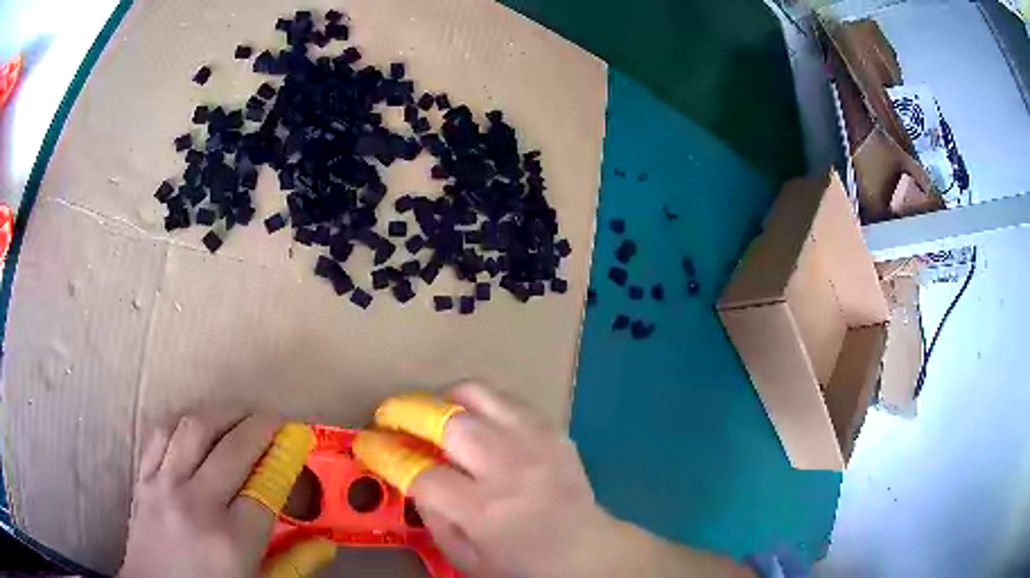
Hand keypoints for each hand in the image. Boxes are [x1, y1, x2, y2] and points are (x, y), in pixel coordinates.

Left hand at [119, 410, 282, 577]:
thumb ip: (292, 564)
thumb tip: (325, 545)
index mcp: (231, 541)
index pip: (266, 488)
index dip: (284, 461)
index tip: (296, 443)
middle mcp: (196, 505)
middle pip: (233, 448)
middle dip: (260, 425)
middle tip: (275, 419)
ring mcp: (164, 486)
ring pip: (193, 428)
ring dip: (222, 412)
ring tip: (238, 412)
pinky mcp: (142, 478)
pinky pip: (161, 433)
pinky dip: (183, 422)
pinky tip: (196, 424)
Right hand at [399, 384, 629, 577]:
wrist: (588, 552)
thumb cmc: (523, 565)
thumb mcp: (465, 559)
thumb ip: (432, 518)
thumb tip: (410, 474)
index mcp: (484, 511)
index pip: (419, 471)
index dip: (384, 453)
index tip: (367, 443)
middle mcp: (509, 469)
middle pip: (448, 421)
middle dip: (407, 411)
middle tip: (389, 415)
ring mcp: (536, 444)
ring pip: (479, 396)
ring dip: (444, 398)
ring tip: (431, 411)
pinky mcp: (553, 431)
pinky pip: (508, 399)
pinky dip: (481, 403)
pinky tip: (474, 419)